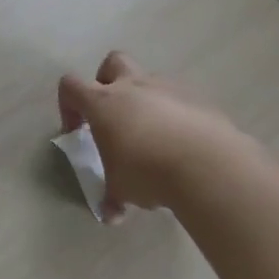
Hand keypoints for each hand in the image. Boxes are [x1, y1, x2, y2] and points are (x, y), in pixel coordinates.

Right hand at [57, 52, 248, 216]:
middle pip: (112, 62)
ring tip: (154, 137)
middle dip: (108, 81)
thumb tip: (110, 216)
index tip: (77, 130)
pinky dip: (177, 116)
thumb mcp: (122, 189)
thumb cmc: (149, 172)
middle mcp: (134, 87)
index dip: (68, 105)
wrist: (210, 167)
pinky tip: (183, 145)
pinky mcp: (201, 101)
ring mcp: (170, 89)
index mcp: (104, 102)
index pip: (71, 86)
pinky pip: (181, 100)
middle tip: (113, 115)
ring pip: (150, 81)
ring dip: (146, 101)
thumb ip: (113, 197)